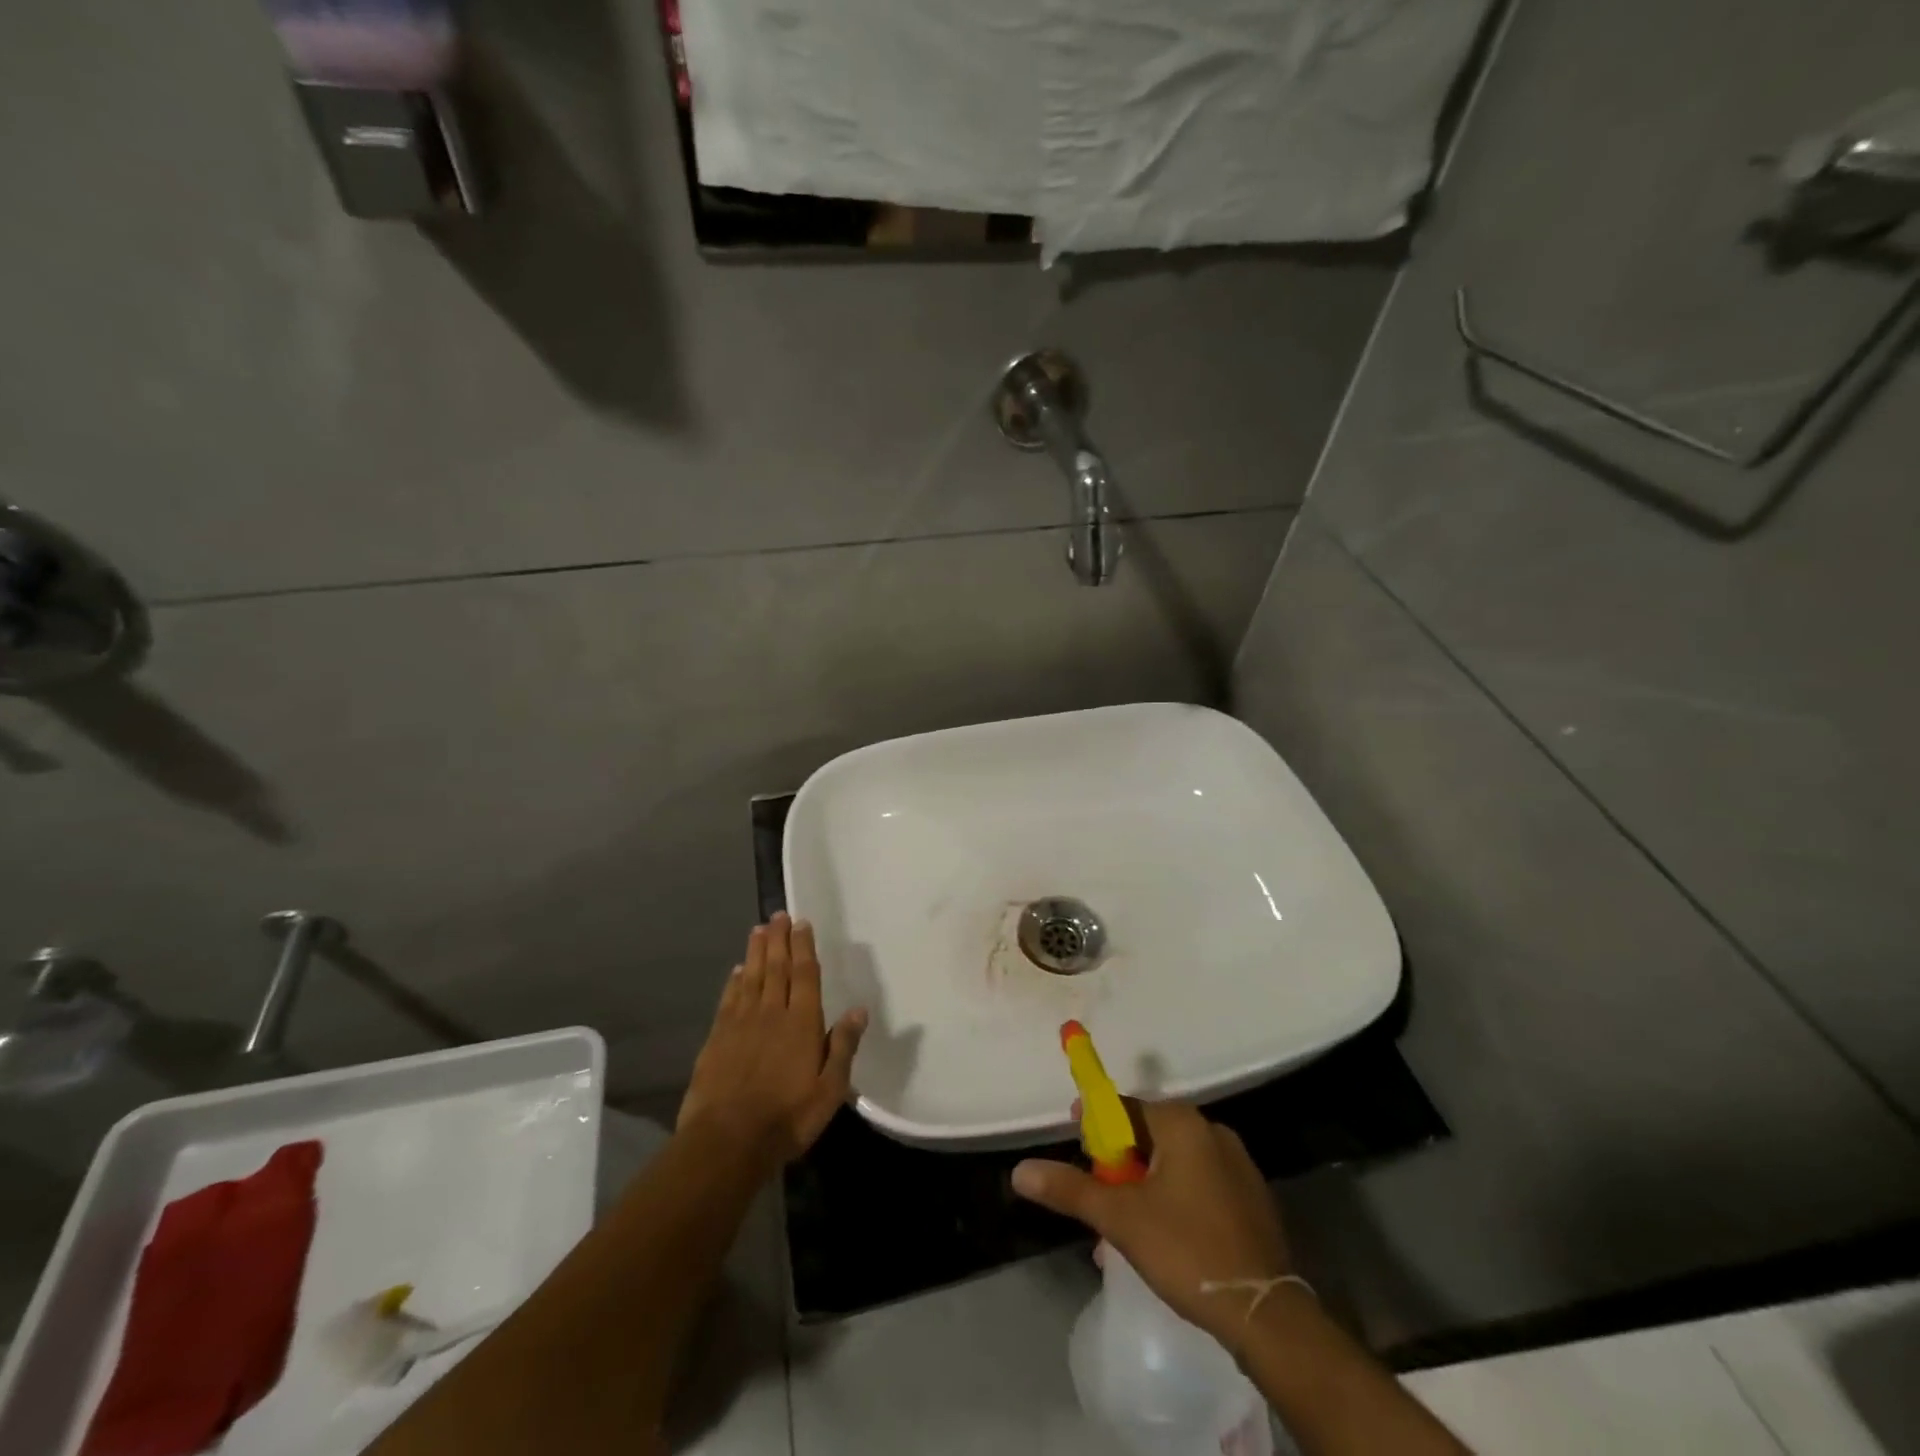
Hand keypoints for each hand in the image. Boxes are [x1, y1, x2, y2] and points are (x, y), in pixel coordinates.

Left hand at [677, 913, 867, 1170]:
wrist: (727, 1141)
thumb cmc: (787, 1117)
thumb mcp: (830, 1090)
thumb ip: (843, 1047)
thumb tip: (859, 1010)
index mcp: (802, 1023)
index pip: (804, 975)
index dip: (804, 947)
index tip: (802, 923)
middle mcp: (771, 1013)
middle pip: (776, 968)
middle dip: (779, 940)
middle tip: (778, 915)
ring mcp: (741, 1024)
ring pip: (751, 977)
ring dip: (756, 952)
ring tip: (759, 929)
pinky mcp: (717, 1038)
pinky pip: (729, 999)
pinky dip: (734, 981)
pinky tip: (737, 970)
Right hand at [1011, 1099, 1292, 1354]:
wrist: (1266, 1314)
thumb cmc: (1187, 1249)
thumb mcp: (1120, 1218)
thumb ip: (1070, 1190)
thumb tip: (1021, 1171)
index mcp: (1183, 1122)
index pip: (1125, 1107)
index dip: (1096, 1125)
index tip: (1077, 1147)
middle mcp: (1211, 1130)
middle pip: (1149, 1135)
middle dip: (1119, 1166)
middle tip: (1099, 1199)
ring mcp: (1237, 1164)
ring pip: (1174, 1163)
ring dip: (1145, 1187)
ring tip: (1124, 1228)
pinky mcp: (1251, 1197)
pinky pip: (1199, 1183)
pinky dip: (1175, 1199)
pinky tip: (1163, 1237)